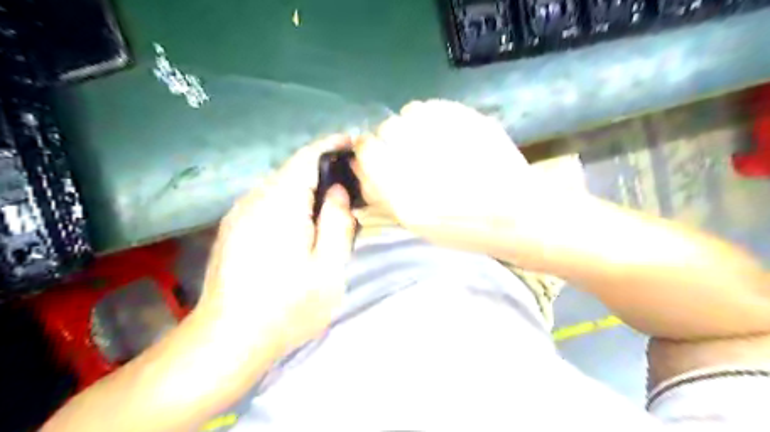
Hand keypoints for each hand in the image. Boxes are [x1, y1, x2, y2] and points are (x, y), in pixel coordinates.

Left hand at [196, 136, 356, 356]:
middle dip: (322, 171)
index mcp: (280, 203)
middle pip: (292, 170)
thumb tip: (337, 191)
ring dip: (306, 188)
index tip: (354, 144)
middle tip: (350, 186)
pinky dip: (289, 202)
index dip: (331, 145)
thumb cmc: (286, 307)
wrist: (227, 340)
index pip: (307, 157)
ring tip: (330, 207)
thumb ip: (338, 223)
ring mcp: (238, 214)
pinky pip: (267, 202)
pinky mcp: (233, 229)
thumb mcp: (328, 268)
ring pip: (279, 186)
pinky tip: (301, 225)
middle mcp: (254, 199)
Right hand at [355, 99, 539, 255]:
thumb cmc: (463, 229)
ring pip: (409, 112)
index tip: (376, 156)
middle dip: (390, 139)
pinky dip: (431, 116)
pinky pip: (433, 106)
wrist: (517, 215)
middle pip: (386, 128)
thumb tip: (360, 166)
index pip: (366, 149)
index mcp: (405, 193)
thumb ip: (382, 194)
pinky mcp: (470, 120)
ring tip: (428, 141)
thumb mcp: (415, 223)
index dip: (368, 151)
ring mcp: (448, 135)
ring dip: (411, 125)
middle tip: (408, 152)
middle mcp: (422, 160)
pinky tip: (444, 133)